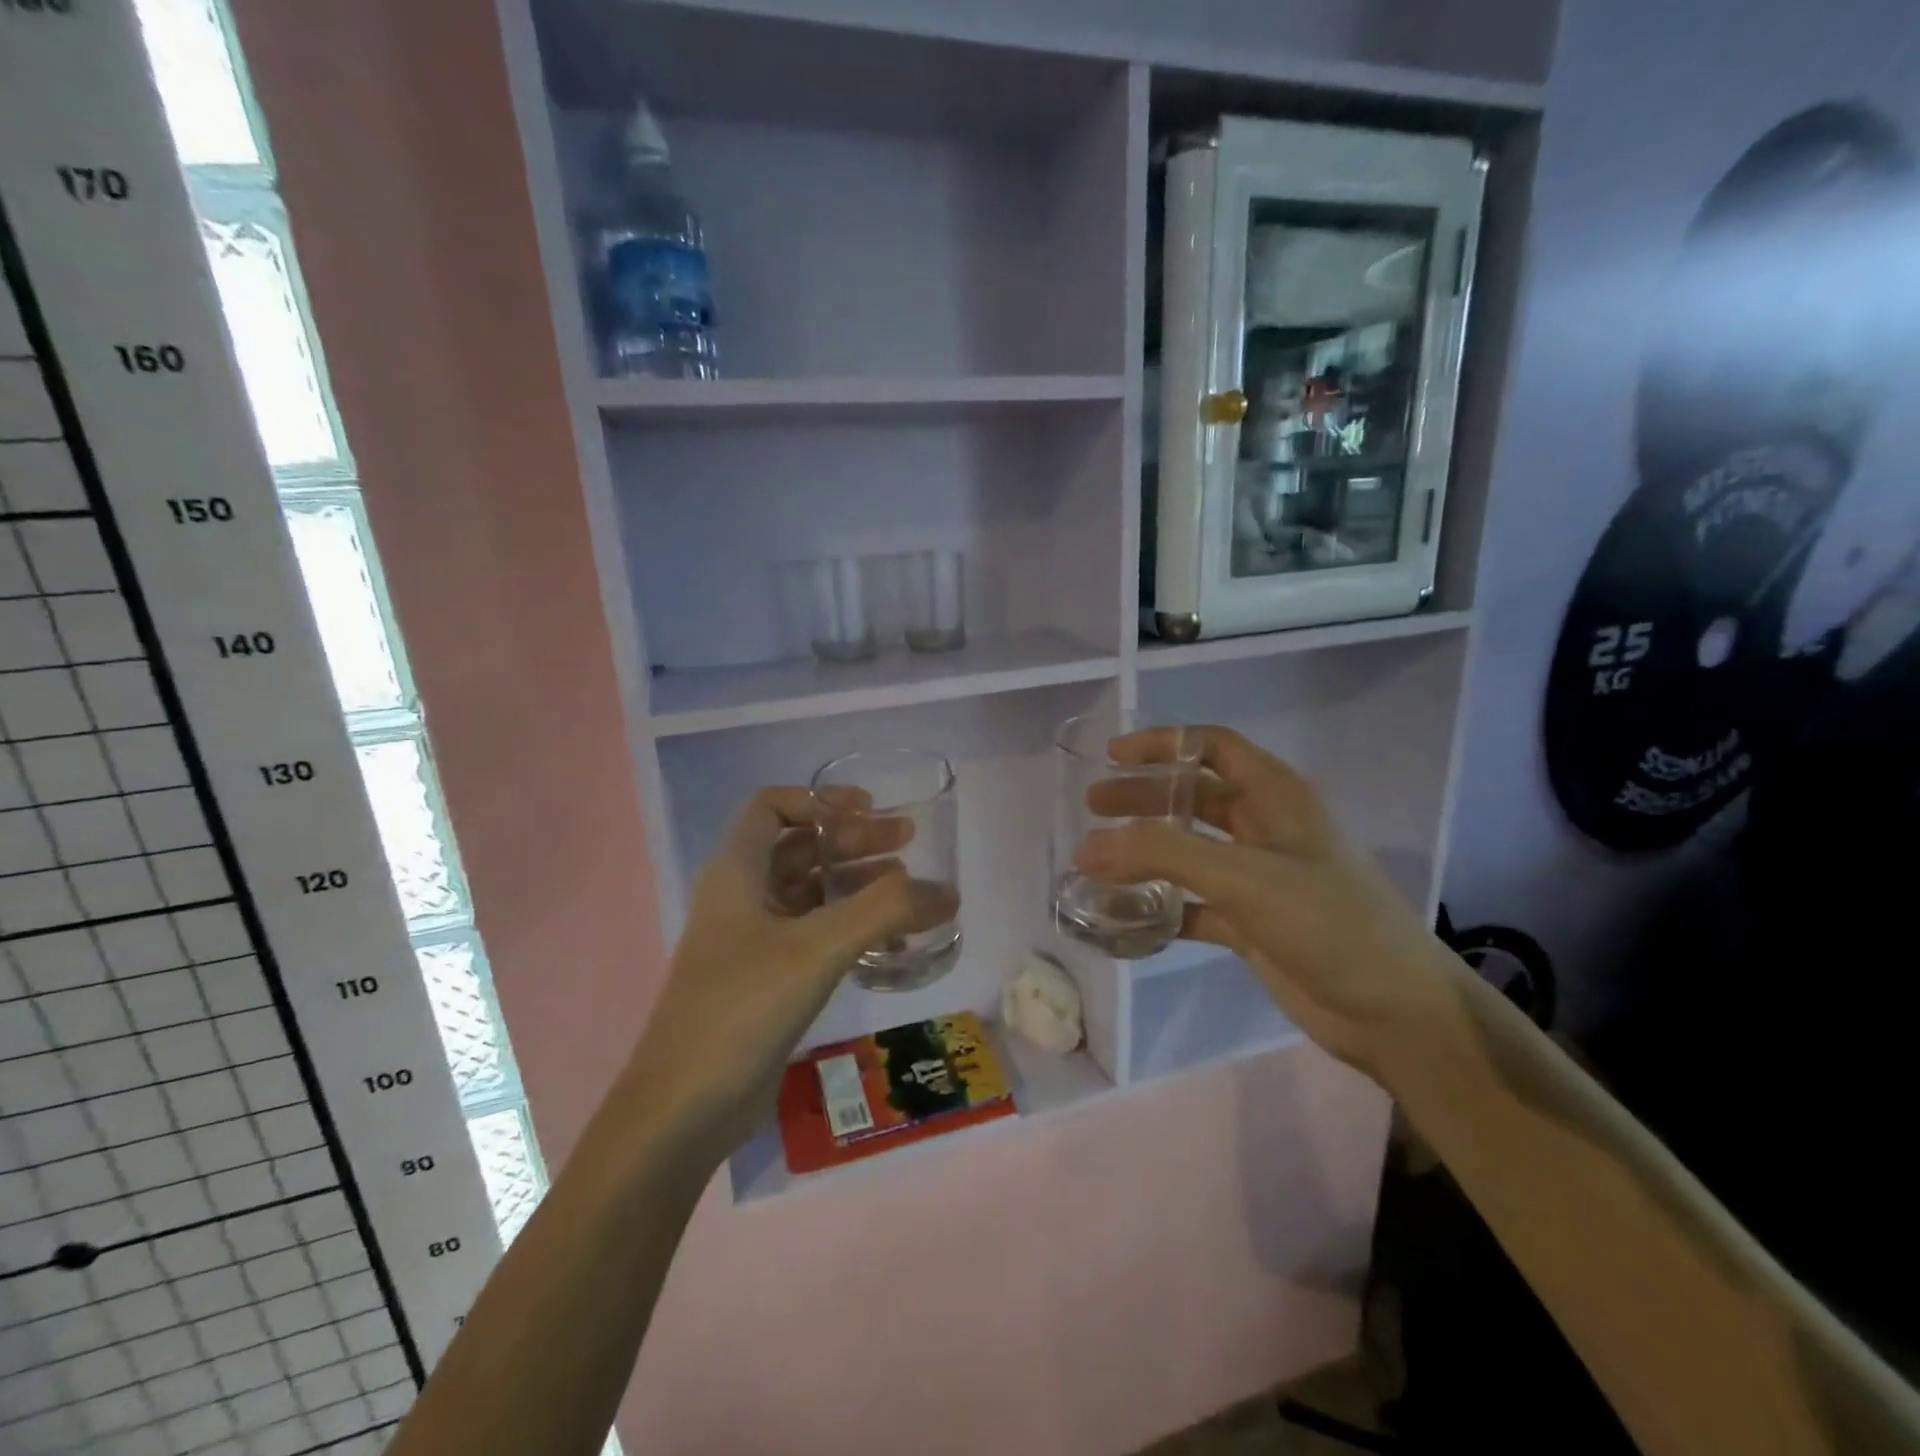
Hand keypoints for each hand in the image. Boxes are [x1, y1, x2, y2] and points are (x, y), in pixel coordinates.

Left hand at [624, 788, 954, 1149]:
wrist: (684, 1108)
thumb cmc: (742, 1007)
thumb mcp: (818, 947)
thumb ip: (886, 911)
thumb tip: (947, 891)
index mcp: (737, 871)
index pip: (772, 806)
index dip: (820, 799)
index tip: (870, 809)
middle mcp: (741, 896)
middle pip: (801, 847)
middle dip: (854, 841)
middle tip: (908, 845)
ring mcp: (752, 940)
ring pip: (811, 892)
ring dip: (857, 884)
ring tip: (909, 892)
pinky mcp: (766, 978)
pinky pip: (814, 934)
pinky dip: (851, 928)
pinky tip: (890, 945)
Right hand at [1075, 727, 1453, 1070]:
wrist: (1395, 1013)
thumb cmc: (1329, 922)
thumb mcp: (1245, 876)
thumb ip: (1164, 855)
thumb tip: (1086, 848)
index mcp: (1275, 796)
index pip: (1211, 747)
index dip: (1162, 744)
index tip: (1113, 756)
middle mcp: (1265, 828)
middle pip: (1192, 796)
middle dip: (1142, 797)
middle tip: (1093, 807)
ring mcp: (1258, 878)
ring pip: (1189, 851)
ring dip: (1145, 852)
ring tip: (1097, 861)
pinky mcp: (1251, 923)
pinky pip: (1192, 904)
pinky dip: (1159, 907)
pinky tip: (1124, 917)